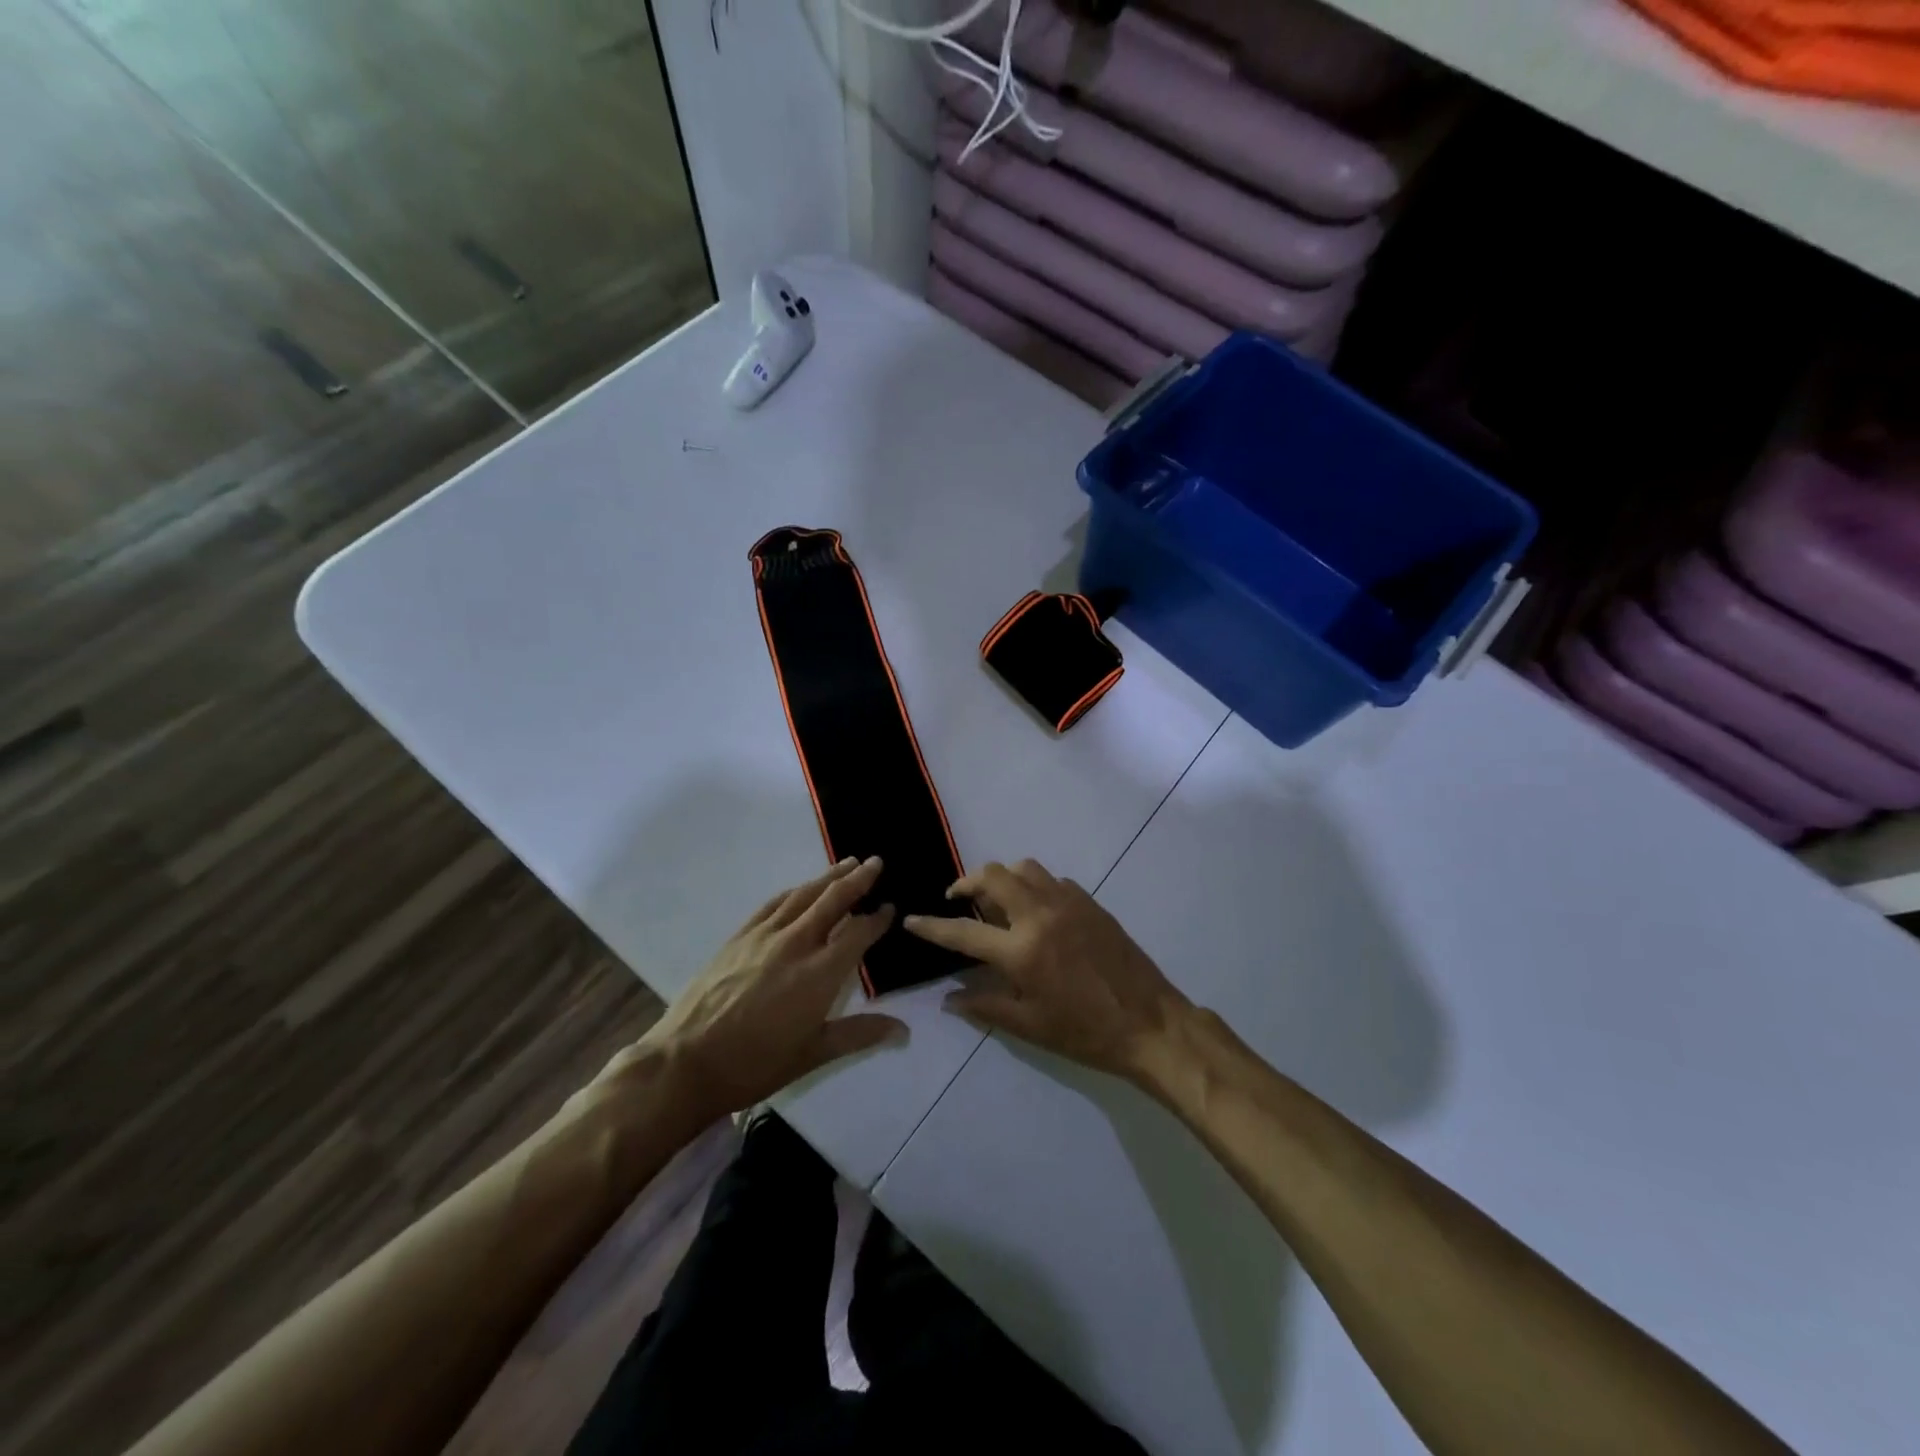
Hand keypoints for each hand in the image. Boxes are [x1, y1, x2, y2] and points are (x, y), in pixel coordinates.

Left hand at [612, 857, 906, 1122]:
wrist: (686, 1062)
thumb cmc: (755, 1064)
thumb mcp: (813, 1054)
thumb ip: (860, 1034)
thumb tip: (904, 1029)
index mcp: (820, 973)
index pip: (858, 933)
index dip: (877, 918)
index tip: (891, 907)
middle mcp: (796, 944)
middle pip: (833, 900)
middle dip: (858, 879)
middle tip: (876, 862)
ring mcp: (764, 936)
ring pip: (803, 895)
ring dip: (828, 877)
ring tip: (847, 864)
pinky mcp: (739, 936)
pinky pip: (773, 904)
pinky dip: (794, 892)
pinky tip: (801, 889)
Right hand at [902, 859, 1190, 1081]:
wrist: (1150, 1022)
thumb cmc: (1086, 1032)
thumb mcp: (1031, 1027)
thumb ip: (986, 1005)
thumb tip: (950, 999)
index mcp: (1022, 951)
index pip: (964, 932)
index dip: (932, 927)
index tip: (911, 920)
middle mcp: (1041, 915)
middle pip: (993, 876)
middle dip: (967, 882)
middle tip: (957, 899)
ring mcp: (1068, 903)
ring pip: (1024, 868)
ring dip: (1002, 878)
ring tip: (996, 901)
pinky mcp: (1090, 902)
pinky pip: (1052, 880)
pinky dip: (1033, 886)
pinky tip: (1035, 911)